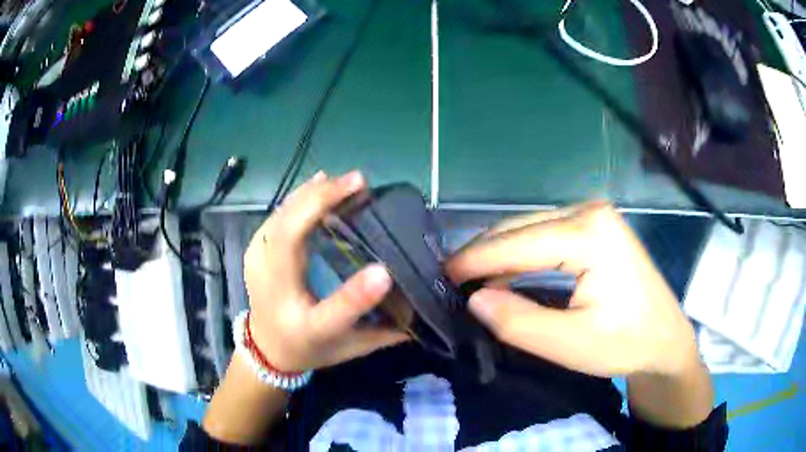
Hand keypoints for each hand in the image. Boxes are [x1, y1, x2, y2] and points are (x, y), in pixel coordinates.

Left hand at [243, 170, 407, 372]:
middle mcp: (277, 296)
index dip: (356, 296)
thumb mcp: (351, 348)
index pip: (331, 316)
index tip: (384, 273)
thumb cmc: (312, 347)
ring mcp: (258, 267)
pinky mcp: (254, 251)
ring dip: (312, 195)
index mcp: (307, 329)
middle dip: (321, 204)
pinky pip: (276, 216)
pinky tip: (318, 181)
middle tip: (359, 184)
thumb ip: (386, 332)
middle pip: (288, 242)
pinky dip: (298, 197)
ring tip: (345, 181)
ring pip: (281, 220)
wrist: (267, 347)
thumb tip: (423, 308)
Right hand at [447, 201, 698, 377]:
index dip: (475, 259)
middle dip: (483, 252)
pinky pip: (547, 233)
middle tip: (450, 279)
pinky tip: (504, 270)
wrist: (665, 339)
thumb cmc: (625, 343)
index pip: (518, 242)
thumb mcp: (569, 343)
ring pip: (531, 227)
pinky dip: (521, 252)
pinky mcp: (597, 226)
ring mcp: (595, 215)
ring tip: (469, 275)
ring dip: (499, 252)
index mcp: (590, 233)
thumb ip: (518, 322)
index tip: (441, 275)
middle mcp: (590, 211)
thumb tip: (474, 299)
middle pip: (522, 227)